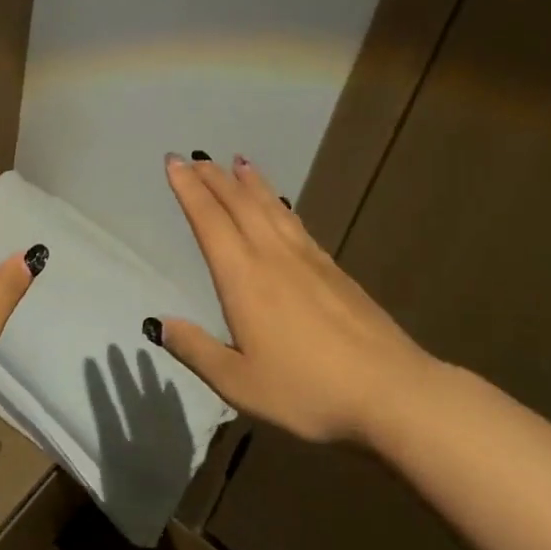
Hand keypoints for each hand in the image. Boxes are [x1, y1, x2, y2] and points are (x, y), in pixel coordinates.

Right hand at [150, 153, 434, 443]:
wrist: (391, 392)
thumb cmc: (307, 391)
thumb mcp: (239, 383)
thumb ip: (196, 350)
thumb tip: (158, 323)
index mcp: (243, 278)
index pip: (208, 221)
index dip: (188, 190)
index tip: (174, 162)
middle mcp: (273, 256)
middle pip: (239, 204)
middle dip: (214, 178)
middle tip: (196, 157)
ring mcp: (308, 260)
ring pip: (272, 207)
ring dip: (250, 182)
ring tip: (237, 163)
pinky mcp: (334, 270)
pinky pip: (296, 223)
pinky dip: (280, 204)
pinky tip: (281, 205)